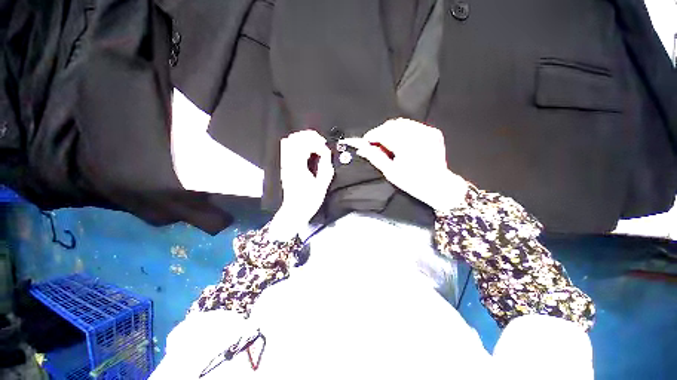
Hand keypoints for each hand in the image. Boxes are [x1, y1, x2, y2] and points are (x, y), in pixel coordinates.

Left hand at [269, 130, 334, 240]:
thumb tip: (327, 155)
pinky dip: (297, 145)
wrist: (295, 211)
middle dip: (309, 136)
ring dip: (303, 139)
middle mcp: (288, 164)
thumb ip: (325, 168)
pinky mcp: (285, 167)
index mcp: (297, 168)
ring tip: (314, 144)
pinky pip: (287, 149)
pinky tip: (306, 151)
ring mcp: (284, 165)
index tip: (325, 150)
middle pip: (294, 139)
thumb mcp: (321, 186)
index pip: (304, 146)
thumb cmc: (308, 202)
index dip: (317, 144)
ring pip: (288, 142)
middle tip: (320, 142)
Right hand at [342, 118, 466, 210]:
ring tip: (387, 142)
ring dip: (391, 130)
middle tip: (375, 143)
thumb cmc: (412, 182)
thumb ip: (375, 158)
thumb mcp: (390, 172)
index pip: (383, 133)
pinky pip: (412, 125)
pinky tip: (401, 140)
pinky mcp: (432, 132)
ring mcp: (427, 132)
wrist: (438, 185)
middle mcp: (417, 135)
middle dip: (380, 132)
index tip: (366, 141)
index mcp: (406, 146)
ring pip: (402, 123)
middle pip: (392, 125)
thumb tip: (362, 149)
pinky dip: (403, 130)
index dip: (372, 135)